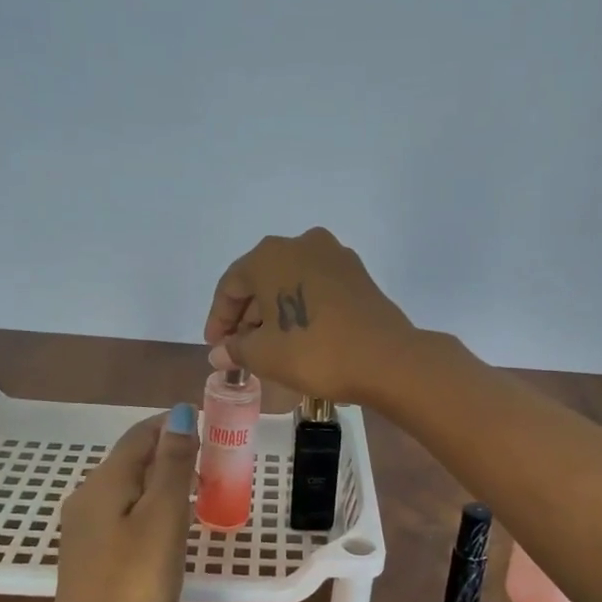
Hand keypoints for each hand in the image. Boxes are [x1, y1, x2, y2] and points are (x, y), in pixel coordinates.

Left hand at [20, 407, 198, 601]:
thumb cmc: (134, 582)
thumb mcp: (163, 517)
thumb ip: (174, 464)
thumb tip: (180, 414)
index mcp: (104, 481)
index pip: (141, 434)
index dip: (174, 424)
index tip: (213, 429)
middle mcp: (87, 496)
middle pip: (132, 458)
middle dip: (172, 453)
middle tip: (215, 464)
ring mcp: (84, 528)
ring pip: (129, 487)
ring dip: (163, 481)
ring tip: (201, 493)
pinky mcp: (89, 555)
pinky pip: (124, 514)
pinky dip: (151, 508)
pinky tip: (170, 528)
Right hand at [202, 227, 419, 403]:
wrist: (386, 358)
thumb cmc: (313, 351)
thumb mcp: (264, 355)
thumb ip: (235, 349)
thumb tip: (220, 353)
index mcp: (269, 255)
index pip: (230, 286)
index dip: (219, 319)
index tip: (216, 347)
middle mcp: (301, 243)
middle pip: (261, 279)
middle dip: (247, 315)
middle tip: (240, 348)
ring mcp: (334, 255)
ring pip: (290, 281)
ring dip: (274, 311)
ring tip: (268, 346)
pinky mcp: (357, 273)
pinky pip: (315, 286)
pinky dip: (301, 306)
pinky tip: (299, 335)